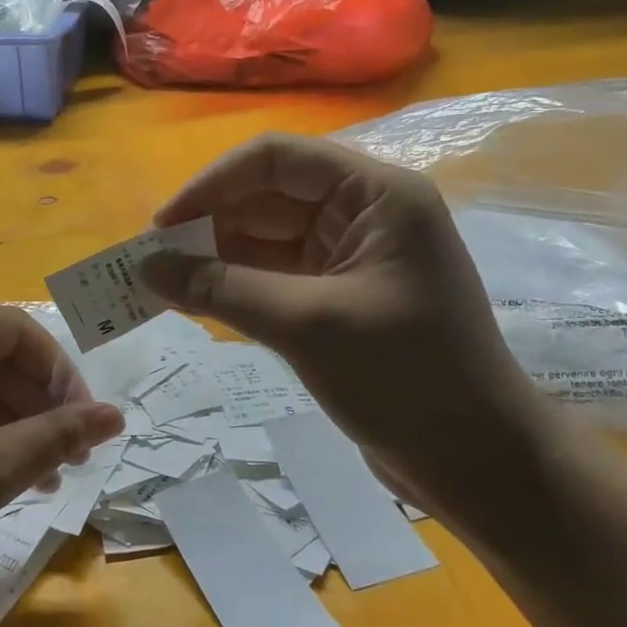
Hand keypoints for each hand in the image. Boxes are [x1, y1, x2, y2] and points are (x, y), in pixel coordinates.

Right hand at [139, 133, 563, 522]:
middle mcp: (361, 212)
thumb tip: (145, 268)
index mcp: (374, 194)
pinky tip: (195, 302)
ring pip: (263, 237)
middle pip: (265, 197)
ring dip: (214, 257)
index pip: (275, 160)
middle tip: (151, 262)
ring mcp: (348, 256)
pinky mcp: (337, 296)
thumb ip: (221, 289)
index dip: (212, 183)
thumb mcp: (307, 326)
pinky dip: (234, 285)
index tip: (162, 225)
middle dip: (207, 224)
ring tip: (160, 283)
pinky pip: (272, 274)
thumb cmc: (408, 380)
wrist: (482, 467)